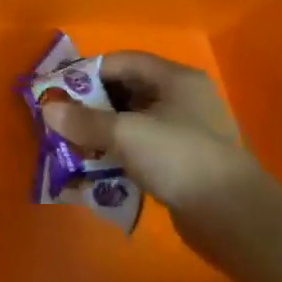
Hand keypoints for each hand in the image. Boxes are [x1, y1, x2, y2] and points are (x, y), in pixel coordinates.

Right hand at [40, 51, 265, 257]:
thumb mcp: (125, 134)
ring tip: (73, 145)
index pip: (122, 62)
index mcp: (175, 79)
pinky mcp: (183, 162)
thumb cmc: (179, 158)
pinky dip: (119, 154)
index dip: (88, 73)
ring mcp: (185, 132)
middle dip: (91, 106)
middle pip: (126, 91)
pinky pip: (142, 148)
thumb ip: (84, 120)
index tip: (59, 90)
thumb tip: (47, 109)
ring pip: (133, 122)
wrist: (234, 218)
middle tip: (61, 119)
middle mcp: (182, 99)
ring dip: (102, 132)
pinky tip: (97, 168)